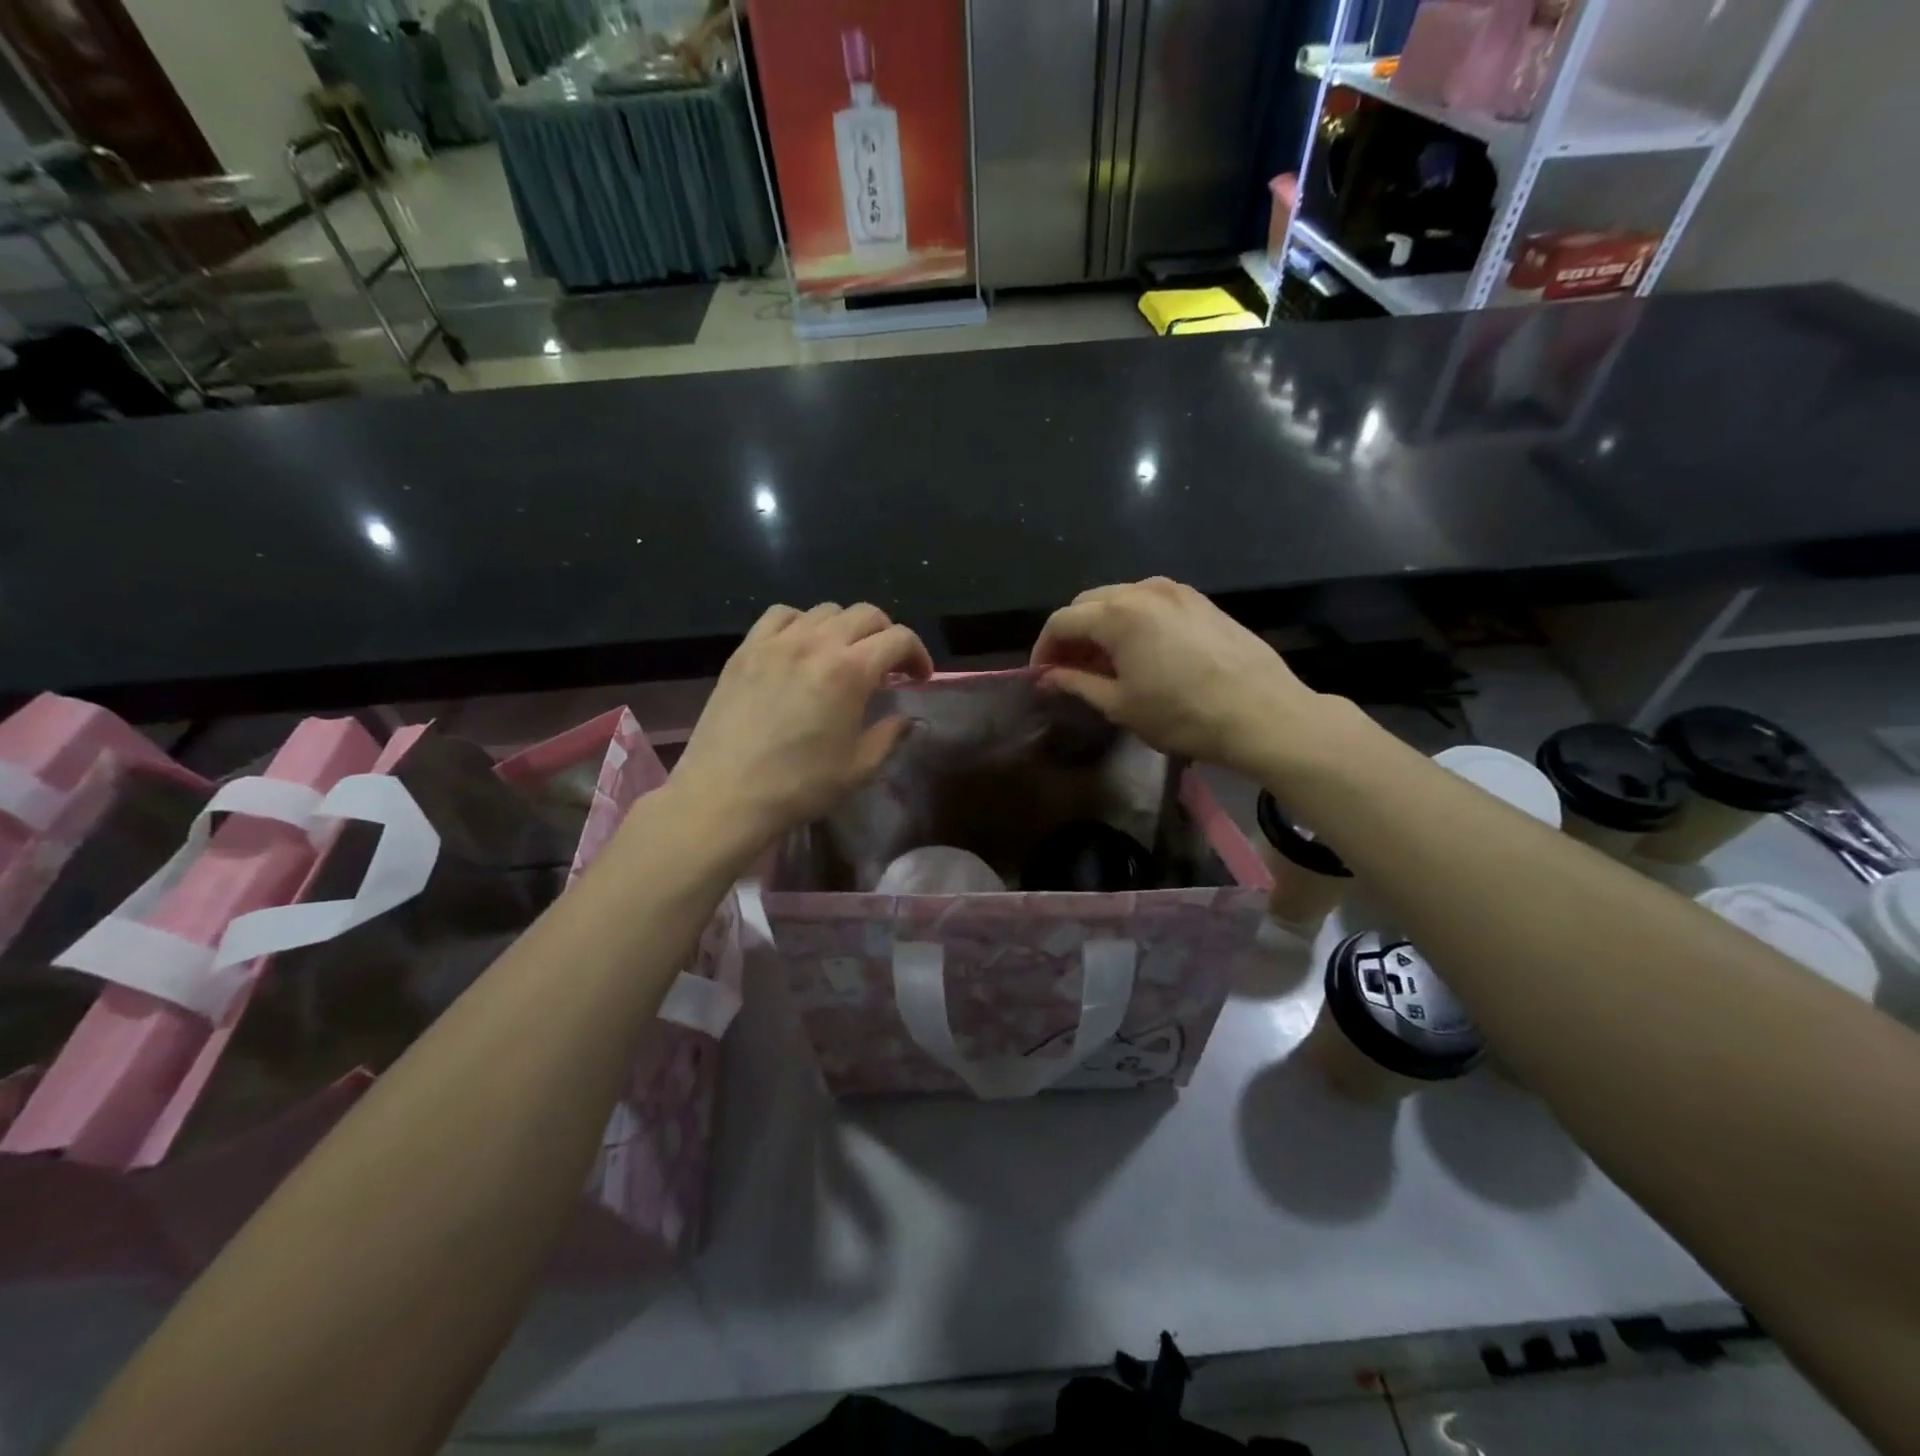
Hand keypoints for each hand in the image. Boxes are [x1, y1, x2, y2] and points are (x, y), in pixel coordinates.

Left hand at [668, 602, 932, 860]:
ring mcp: (776, 642)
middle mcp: (816, 644)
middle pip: (866, 614)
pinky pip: (781, 616)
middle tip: (888, 666)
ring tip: (844, 655)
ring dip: (846, 628)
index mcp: (850, 671)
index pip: (898, 638)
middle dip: (887, 635)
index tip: (919, 677)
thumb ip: (890, 735)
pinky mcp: (746, 650)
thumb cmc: (800, 786)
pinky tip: (801, 648)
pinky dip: (802, 623)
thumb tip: (906, 718)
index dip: (918, 654)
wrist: (726, 795)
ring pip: (825, 610)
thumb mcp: (859, 768)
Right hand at [1030, 578, 1325, 775]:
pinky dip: (1131, 621)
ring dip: (1101, 626)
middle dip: (1071, 634)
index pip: (1061, 621)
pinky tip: (1139, 652)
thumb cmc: (1182, 714)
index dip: (1044, 649)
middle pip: (1088, 603)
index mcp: (1118, 614)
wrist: (1261, 713)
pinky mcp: (1200, 601)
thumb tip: (1048, 677)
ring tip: (1103, 663)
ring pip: (1119, 599)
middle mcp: (1143, 590)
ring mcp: (1176, 591)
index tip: (1041, 676)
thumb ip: (1077, 683)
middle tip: (1068, 670)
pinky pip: (1150, 603)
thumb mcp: (1120, 705)